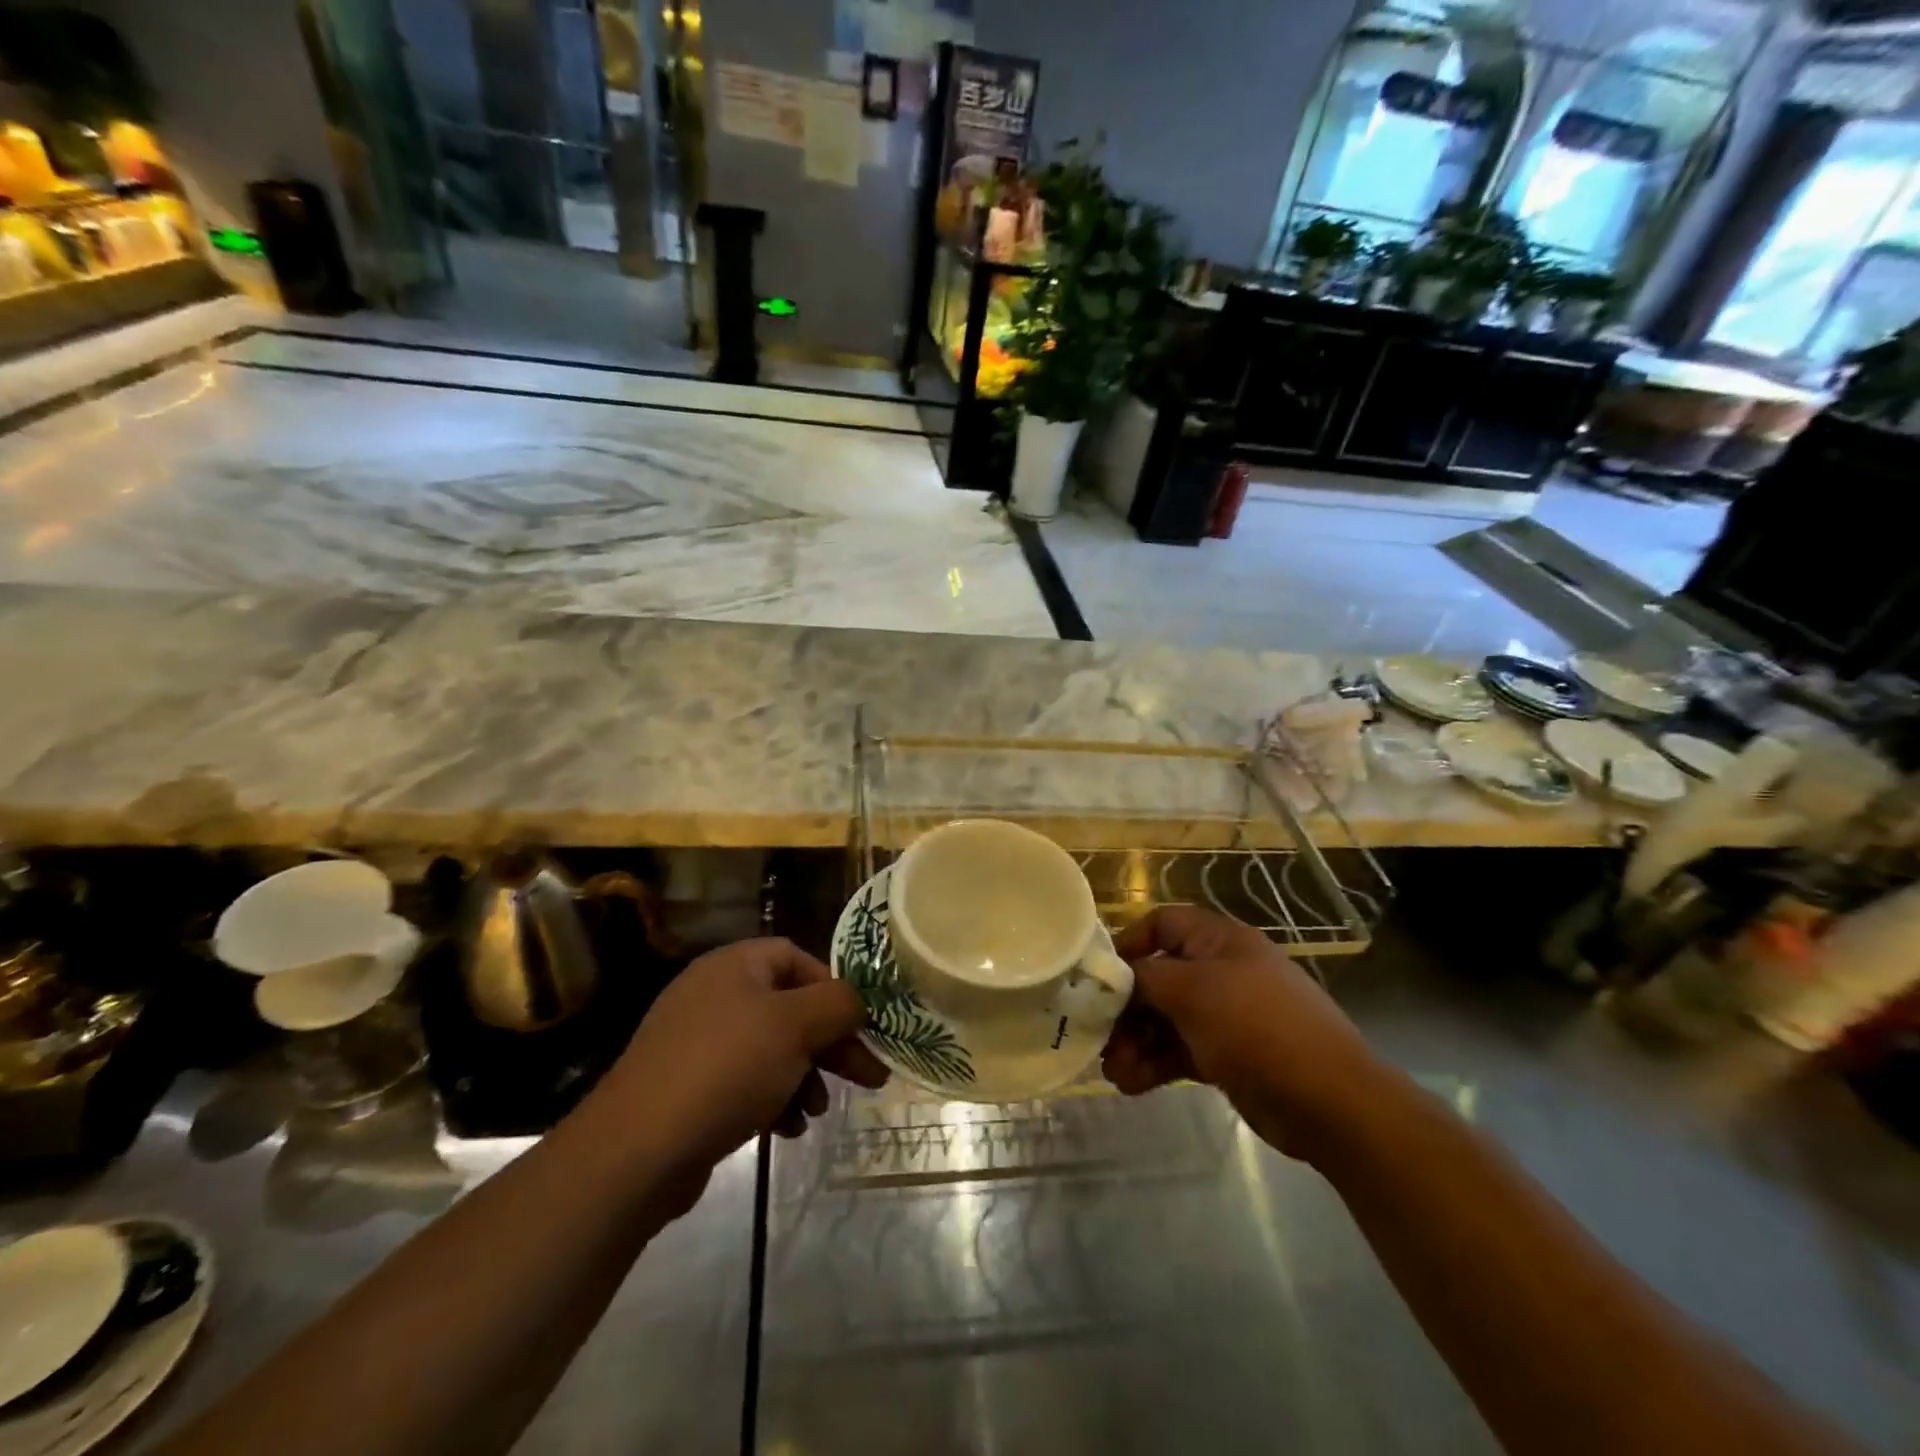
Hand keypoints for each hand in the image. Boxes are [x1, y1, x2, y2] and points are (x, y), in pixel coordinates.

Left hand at [602, 939, 887, 1191]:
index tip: (860, 1025)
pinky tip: (786, 1130)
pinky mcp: (688, 1087)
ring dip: (805, 1076)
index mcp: (734, 965)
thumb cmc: (726, 1070)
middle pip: (789, 1007)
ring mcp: (696, 1042)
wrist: (637, 1151)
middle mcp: (713, 994)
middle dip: (829, 1043)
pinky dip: (773, 1099)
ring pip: (771, 1048)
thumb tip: (857, 1002)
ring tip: (817, 1111)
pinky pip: (745, 1081)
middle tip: (868, 1076)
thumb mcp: (795, 1026)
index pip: (797, 958)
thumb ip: (838, 1003)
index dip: (833, 988)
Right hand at [1101, 906, 1384, 1160]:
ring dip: (1135, 1042)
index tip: (1099, 975)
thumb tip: (1114, 978)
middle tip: (1098, 1036)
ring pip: (1165, 1019)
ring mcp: (1225, 1015)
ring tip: (1114, 1072)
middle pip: (1157, 977)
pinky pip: (1180, 1050)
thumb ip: (1145, 979)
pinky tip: (1132, 1085)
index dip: (1128, 943)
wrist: (1329, 1101)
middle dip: (1125, 1008)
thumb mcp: (1192, 991)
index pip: (1162, 924)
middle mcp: (1220, 971)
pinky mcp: (1227, 1055)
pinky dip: (1154, 1065)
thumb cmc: (1257, 1027)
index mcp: (1218, 941)